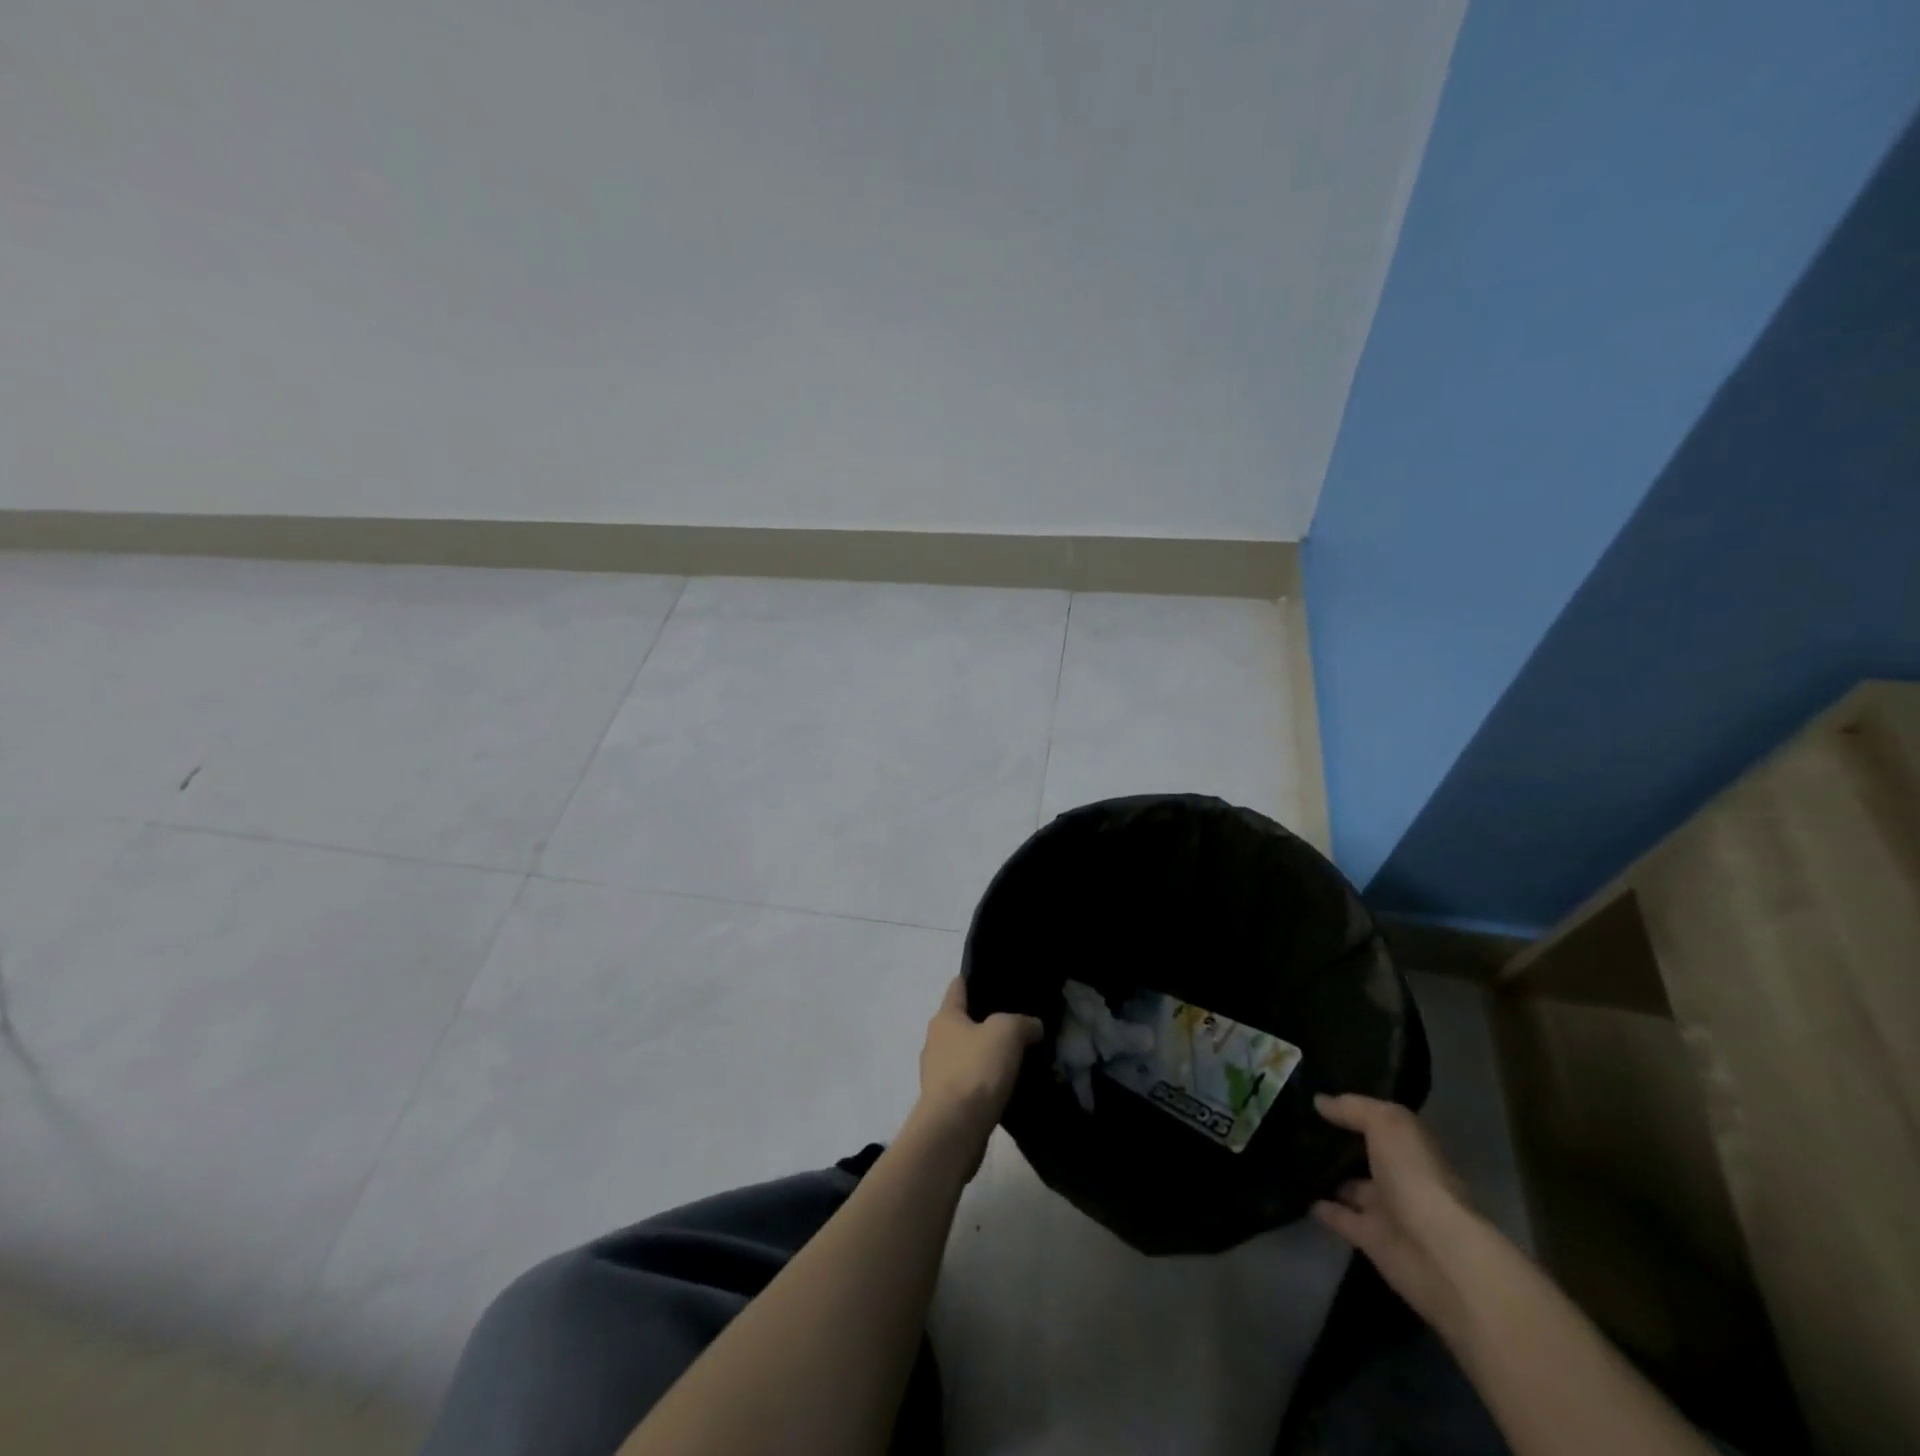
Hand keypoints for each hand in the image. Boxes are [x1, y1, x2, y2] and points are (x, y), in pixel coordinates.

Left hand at [911, 978, 1042, 1161]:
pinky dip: (986, 1084)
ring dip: (986, 1056)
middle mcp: (935, 1041)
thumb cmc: (976, 1069)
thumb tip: (1033, 1026)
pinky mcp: (946, 1103)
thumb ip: (1022, 1022)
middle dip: (986, 1022)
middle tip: (1018, 1024)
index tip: (995, 979)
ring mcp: (938, 1074)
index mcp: (945, 1018)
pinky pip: (970, 1084)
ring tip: (1017, 1058)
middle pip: (962, 1023)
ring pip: (967, 1055)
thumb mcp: (1006, 1032)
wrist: (954, 1129)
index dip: (973, 980)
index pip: (958, 987)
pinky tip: (1008, 1088)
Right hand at [1311, 1093, 1476, 1328]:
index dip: (1352, 1109)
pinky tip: (1293, 1190)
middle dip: (1337, 1143)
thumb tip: (1320, 1102)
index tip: (1318, 1097)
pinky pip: (1338, 1216)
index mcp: (1410, 1148)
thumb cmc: (1414, 1176)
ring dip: (1326, 1175)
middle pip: (1364, 1155)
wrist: (1435, 1252)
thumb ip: (1353, 1108)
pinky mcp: (1369, 1238)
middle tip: (1297, 1125)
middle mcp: (1400, 1176)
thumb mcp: (1385, 1123)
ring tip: (1288, 1156)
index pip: (1379, 1122)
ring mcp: (1385, 1210)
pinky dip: (1319, 1206)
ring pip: (1349, 1187)